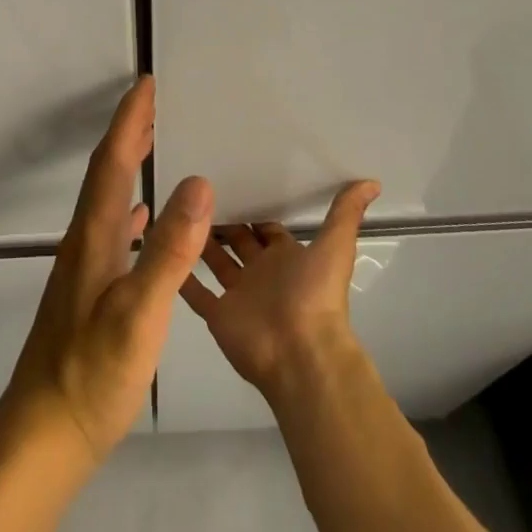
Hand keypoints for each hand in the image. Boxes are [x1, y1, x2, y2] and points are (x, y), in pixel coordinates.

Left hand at [0, 77, 214, 464]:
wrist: (45, 432)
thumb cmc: (92, 374)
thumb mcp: (138, 313)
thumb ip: (168, 250)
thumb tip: (197, 182)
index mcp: (94, 238)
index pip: (112, 163)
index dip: (129, 122)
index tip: (146, 84)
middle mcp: (84, 242)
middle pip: (106, 173)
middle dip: (128, 133)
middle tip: (154, 102)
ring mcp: (84, 267)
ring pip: (108, 199)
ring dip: (128, 166)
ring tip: (153, 145)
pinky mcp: (89, 291)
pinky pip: (113, 231)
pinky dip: (129, 209)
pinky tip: (142, 218)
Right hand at [178, 180, 381, 395]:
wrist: (301, 354)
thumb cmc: (315, 295)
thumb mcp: (335, 246)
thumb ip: (346, 213)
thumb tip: (372, 181)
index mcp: (286, 257)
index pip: (266, 225)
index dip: (253, 204)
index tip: (230, 177)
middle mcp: (262, 273)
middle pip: (238, 240)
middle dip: (222, 218)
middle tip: (195, 188)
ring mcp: (238, 294)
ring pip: (214, 261)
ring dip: (198, 240)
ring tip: (174, 208)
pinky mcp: (217, 314)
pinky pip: (194, 291)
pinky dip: (180, 274)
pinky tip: (160, 248)